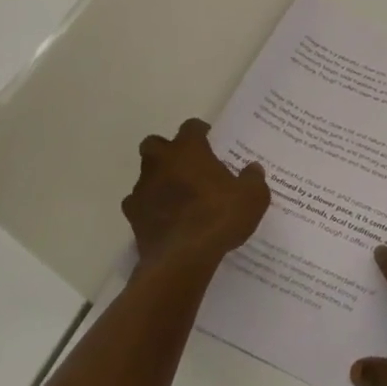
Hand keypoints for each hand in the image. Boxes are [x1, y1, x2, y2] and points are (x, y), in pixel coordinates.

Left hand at [121, 119, 270, 277]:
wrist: (182, 259)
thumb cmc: (219, 217)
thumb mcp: (252, 197)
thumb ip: (253, 179)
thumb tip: (253, 168)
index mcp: (188, 150)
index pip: (191, 127)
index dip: (201, 132)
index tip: (211, 141)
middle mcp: (161, 162)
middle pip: (156, 144)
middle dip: (168, 151)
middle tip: (188, 165)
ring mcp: (143, 189)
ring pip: (146, 175)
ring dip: (159, 180)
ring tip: (179, 197)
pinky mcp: (133, 216)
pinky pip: (140, 204)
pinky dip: (150, 208)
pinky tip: (166, 220)